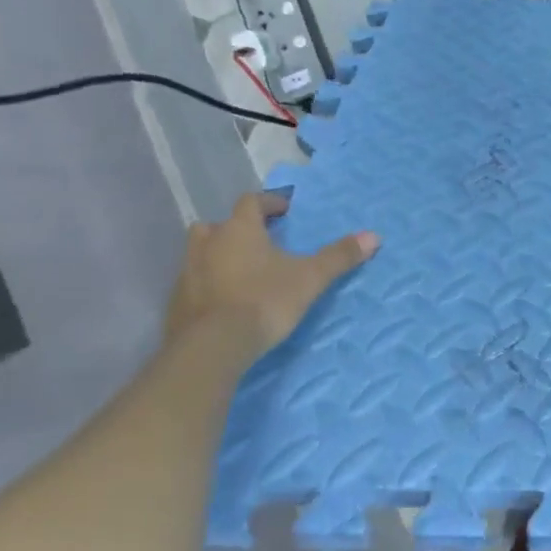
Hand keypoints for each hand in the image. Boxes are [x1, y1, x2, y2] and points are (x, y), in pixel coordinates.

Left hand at [162, 192, 377, 368]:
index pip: (251, 202)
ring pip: (201, 253)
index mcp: (238, 230)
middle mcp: (208, 244)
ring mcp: (187, 274)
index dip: (269, 202)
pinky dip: (209, 285)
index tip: (285, 210)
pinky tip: (227, 301)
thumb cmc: (264, 301)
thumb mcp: (310, 278)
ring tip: (243, 271)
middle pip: (217, 225)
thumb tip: (374, 236)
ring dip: (219, 256)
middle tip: (258, 241)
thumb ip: (339, 256)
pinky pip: (194, 283)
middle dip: (236, 229)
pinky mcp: (177, 304)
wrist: (212, 348)